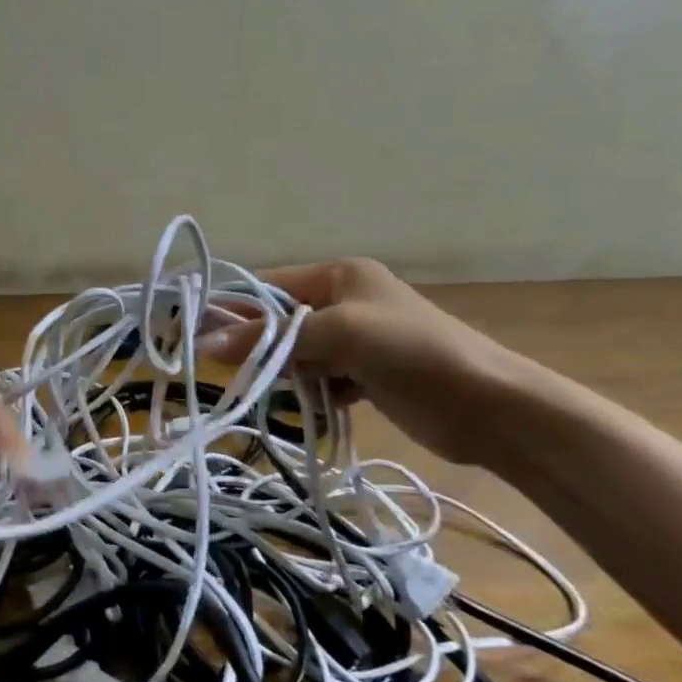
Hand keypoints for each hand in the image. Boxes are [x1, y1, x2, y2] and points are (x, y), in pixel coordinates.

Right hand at [203, 258, 519, 464]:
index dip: (232, 308)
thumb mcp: (339, 334)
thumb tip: (206, 345)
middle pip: (280, 321)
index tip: (193, 332)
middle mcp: (345, 300)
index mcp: (340, 275)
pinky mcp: (367, 375)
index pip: (269, 286)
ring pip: (298, 353)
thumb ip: (274, 338)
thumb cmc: (412, 352)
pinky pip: (321, 378)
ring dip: (286, 373)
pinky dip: (312, 392)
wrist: (489, 405)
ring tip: (280, 391)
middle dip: (259, 345)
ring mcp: (357, 339)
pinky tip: (315, 405)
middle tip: (231, 371)